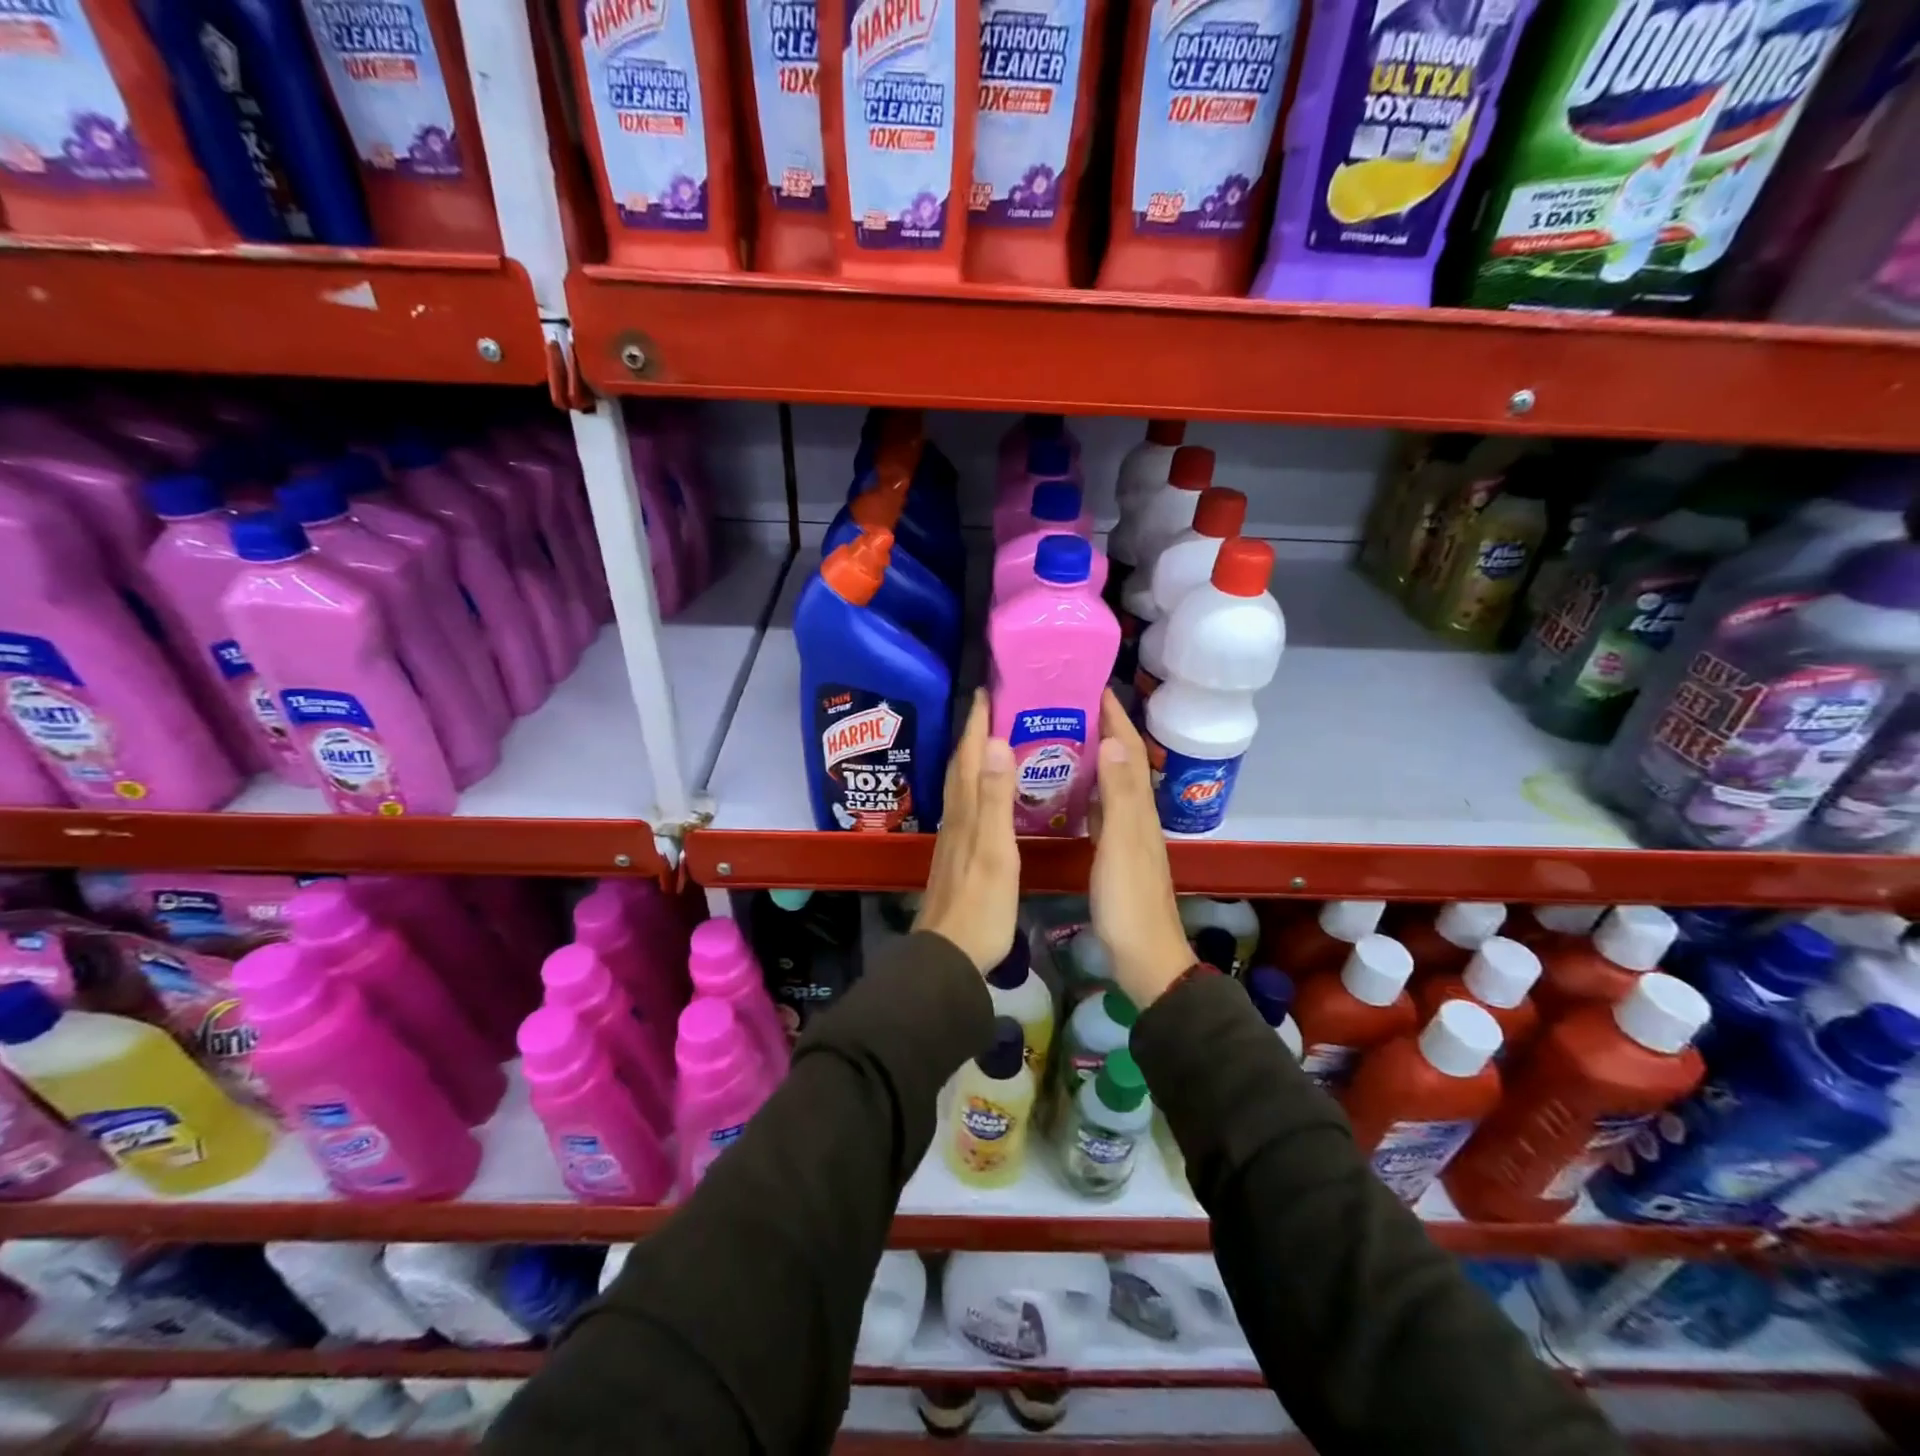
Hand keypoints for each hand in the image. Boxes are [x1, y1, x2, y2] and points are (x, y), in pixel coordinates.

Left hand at [914, 690, 1019, 972]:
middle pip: (961, 765)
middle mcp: (956, 818)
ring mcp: (954, 838)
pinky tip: (988, 794)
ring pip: (962, 785)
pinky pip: (968, 806)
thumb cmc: (980, 905)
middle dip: (974, 733)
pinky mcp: (958, 855)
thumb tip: (993, 743)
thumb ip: (994, 799)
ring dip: (973, 758)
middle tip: (993, 706)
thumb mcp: (994, 850)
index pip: (969, 756)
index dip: (976, 722)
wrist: (950, 954)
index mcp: (966, 812)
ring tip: (993, 740)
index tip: (987, 690)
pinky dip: (977, 788)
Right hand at [1090, 690, 1192, 1008]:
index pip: (1128, 748)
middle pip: (1119, 759)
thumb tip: (1112, 742)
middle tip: (1062, 704)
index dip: (1113, 715)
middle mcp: (1136, 812)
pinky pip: (1098, 807)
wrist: (1144, 957)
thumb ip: (1119, 796)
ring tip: (1057, 734)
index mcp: (1139, 807)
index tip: (1088, 684)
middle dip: (1098, 727)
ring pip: (1109, 781)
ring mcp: (1124, 832)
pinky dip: (1084, 788)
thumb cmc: (1129, 901)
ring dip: (1090, 754)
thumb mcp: (1122, 846)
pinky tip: (1063, 787)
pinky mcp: (1112, 851)